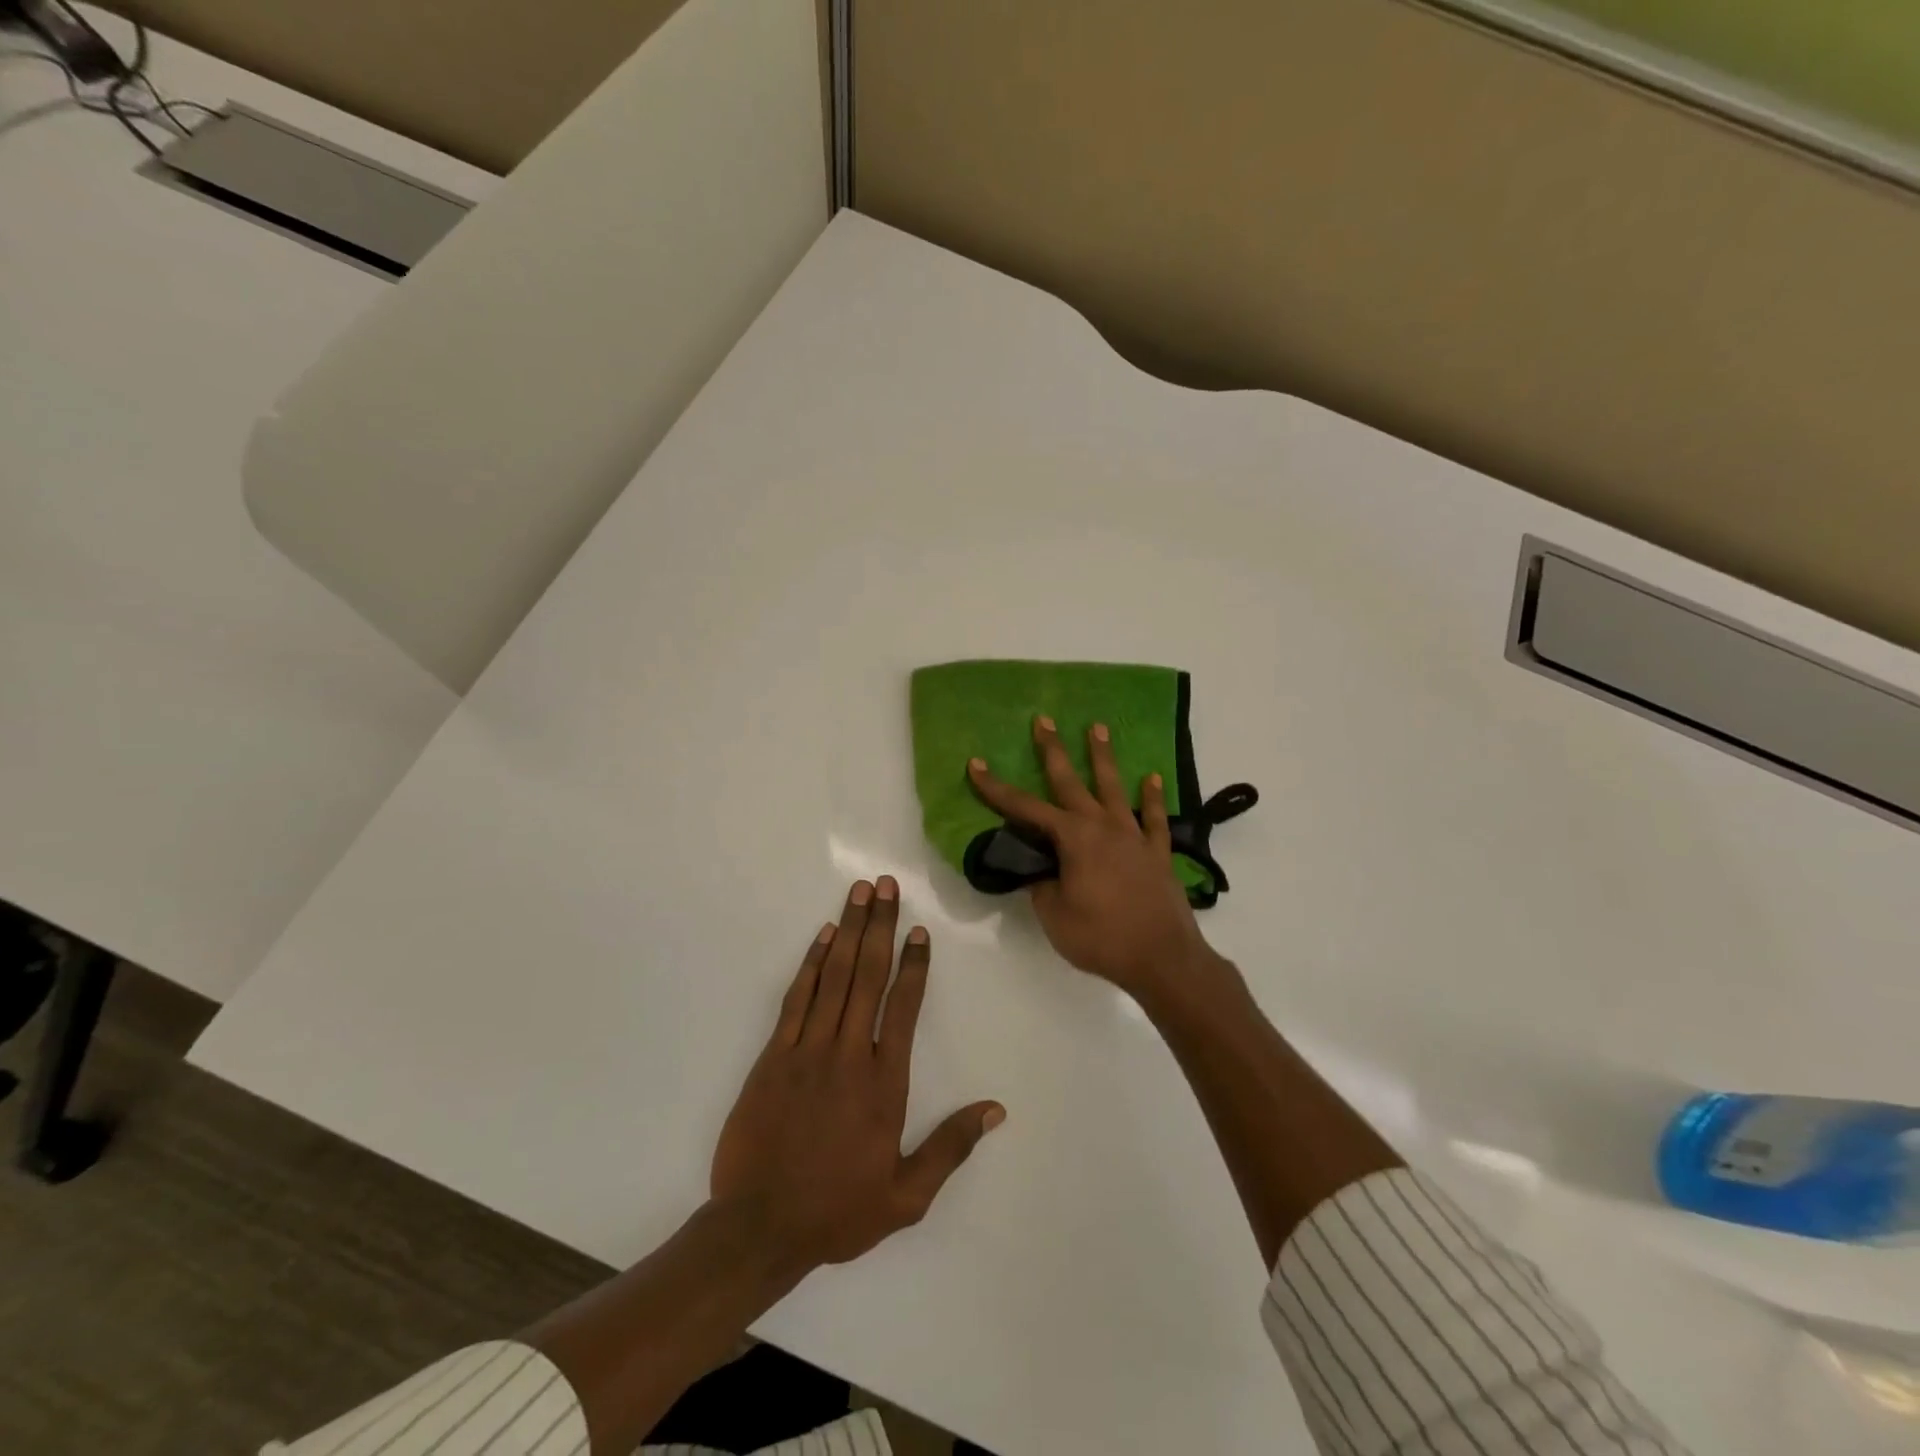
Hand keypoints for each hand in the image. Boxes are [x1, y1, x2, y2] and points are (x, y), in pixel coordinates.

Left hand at [710, 877, 1003, 1271]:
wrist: (758, 1228)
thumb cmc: (836, 1212)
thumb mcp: (906, 1196)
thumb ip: (950, 1148)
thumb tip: (996, 1110)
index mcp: (884, 1083)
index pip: (904, 1008)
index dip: (914, 965)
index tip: (919, 931)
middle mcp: (849, 1054)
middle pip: (868, 977)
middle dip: (880, 926)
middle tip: (886, 886)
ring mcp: (808, 1050)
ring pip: (834, 977)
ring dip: (849, 931)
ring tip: (859, 893)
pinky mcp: (774, 1055)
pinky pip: (797, 998)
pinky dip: (811, 963)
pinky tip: (823, 936)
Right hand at [967, 718, 1219, 997]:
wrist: (1163, 959)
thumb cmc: (1102, 937)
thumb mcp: (1055, 916)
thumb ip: (1042, 886)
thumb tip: (1039, 869)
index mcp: (1073, 839)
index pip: (1025, 808)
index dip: (997, 788)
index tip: (976, 765)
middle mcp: (1103, 827)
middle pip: (1071, 782)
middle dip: (1053, 750)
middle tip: (1044, 720)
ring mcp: (1133, 836)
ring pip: (1114, 787)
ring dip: (1103, 757)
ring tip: (1098, 727)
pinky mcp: (1157, 852)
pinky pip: (1153, 818)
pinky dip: (1152, 797)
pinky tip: (1153, 778)